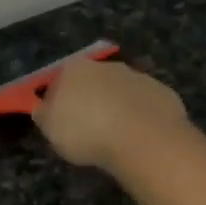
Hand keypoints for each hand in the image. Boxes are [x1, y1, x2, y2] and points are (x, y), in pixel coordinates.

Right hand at [33, 60, 192, 173]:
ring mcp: (138, 77)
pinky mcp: (162, 92)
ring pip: (120, 92)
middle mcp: (106, 66)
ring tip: (114, 137)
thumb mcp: (51, 131)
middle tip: (88, 131)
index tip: (59, 123)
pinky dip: (139, 117)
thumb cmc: (87, 133)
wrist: (142, 138)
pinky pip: (144, 105)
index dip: (56, 103)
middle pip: (91, 83)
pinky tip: (137, 137)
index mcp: (74, 69)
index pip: (58, 81)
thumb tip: (43, 109)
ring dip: (116, 108)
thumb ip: (44, 116)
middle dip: (89, 101)